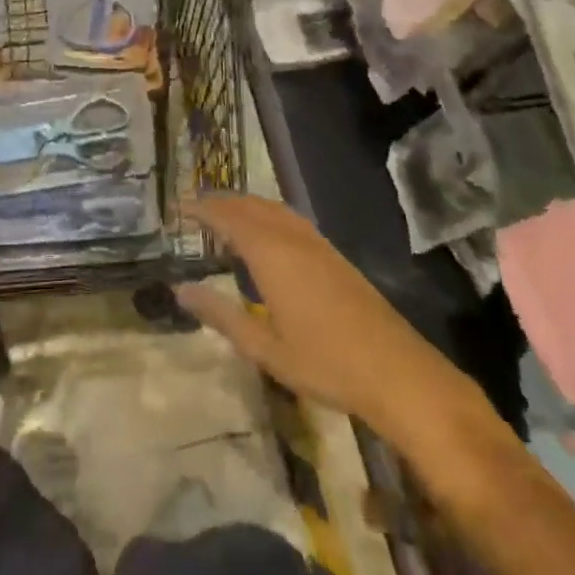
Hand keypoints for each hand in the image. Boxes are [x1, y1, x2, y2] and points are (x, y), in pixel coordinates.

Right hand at [175, 196, 474, 442]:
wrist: (397, 372)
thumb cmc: (325, 363)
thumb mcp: (264, 347)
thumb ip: (221, 315)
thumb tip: (181, 290)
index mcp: (271, 254)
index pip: (227, 218)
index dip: (201, 209)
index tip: (177, 208)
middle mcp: (292, 238)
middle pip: (250, 206)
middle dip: (220, 202)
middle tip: (194, 206)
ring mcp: (317, 244)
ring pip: (273, 209)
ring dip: (245, 204)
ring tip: (223, 213)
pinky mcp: (334, 256)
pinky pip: (291, 219)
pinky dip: (267, 214)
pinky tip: (266, 232)